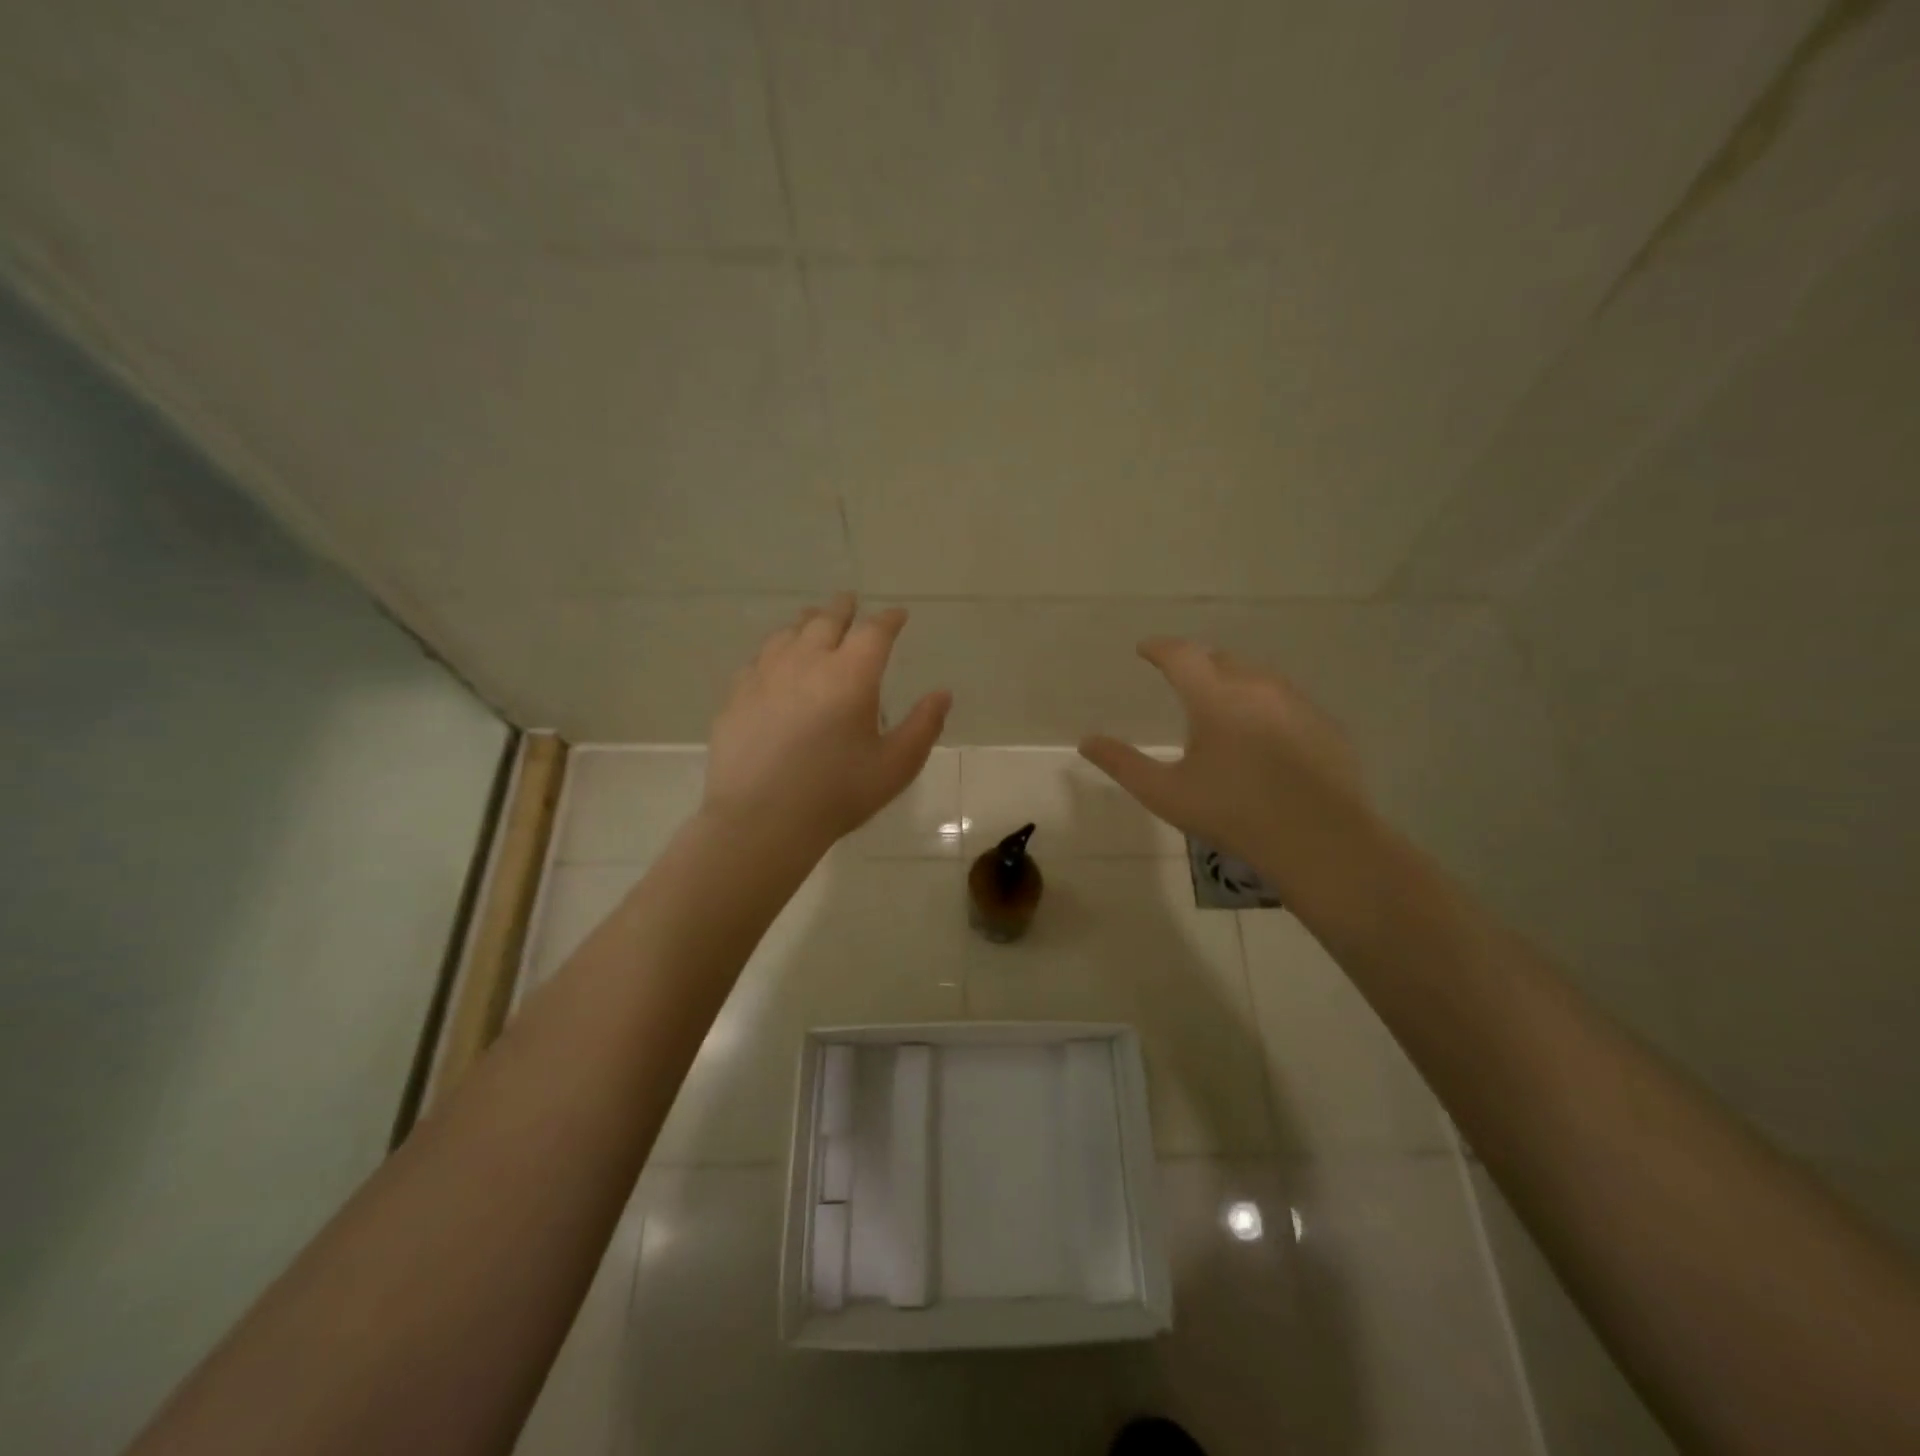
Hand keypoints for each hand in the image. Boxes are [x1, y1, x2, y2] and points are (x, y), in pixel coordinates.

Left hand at [701, 594, 950, 855]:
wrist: (761, 819)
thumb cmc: (836, 794)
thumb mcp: (894, 766)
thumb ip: (923, 726)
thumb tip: (942, 694)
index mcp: (851, 675)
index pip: (874, 631)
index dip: (889, 619)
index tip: (898, 615)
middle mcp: (807, 661)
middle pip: (827, 620)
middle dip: (844, 608)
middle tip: (851, 602)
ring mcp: (766, 675)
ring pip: (789, 633)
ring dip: (807, 622)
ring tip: (813, 621)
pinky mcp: (737, 694)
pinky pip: (759, 658)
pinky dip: (776, 649)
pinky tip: (775, 661)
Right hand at [1079, 639, 1373, 893]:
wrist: (1318, 840)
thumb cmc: (1232, 813)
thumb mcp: (1165, 793)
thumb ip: (1122, 763)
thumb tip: (1087, 741)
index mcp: (1215, 697)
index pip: (1182, 654)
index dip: (1160, 648)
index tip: (1145, 649)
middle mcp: (1257, 687)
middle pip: (1221, 659)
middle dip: (1197, 662)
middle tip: (1181, 678)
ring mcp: (1296, 703)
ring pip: (1257, 677)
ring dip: (1233, 681)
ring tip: (1221, 703)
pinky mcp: (1324, 725)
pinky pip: (1286, 701)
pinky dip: (1265, 705)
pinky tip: (1263, 735)